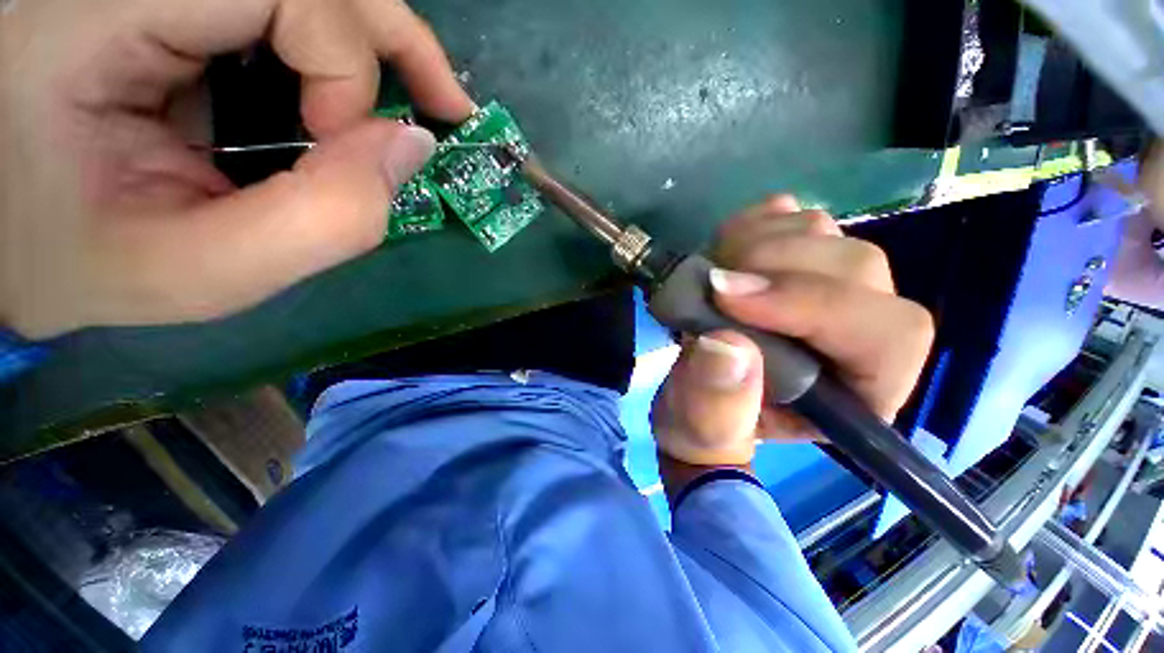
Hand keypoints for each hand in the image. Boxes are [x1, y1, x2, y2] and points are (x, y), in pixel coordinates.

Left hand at [0, 0, 473, 337]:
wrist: (6, 228)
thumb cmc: (78, 260)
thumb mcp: (196, 272)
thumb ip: (323, 219)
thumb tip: (413, 149)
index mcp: (109, 17)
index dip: (341, 74)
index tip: (337, 150)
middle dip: (395, 42)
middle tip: (447, 107)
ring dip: (375, 47)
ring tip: (417, 105)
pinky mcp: (166, 6)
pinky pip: (281, 12)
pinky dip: (334, 53)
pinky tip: (346, 99)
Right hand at [651, 195, 933, 466]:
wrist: (697, 393)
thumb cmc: (708, 423)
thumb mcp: (703, 432)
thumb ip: (716, 407)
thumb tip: (725, 344)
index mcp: (859, 392)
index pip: (887, 336)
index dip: (810, 305)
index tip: (727, 299)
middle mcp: (861, 333)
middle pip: (855, 267)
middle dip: (772, 266)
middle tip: (709, 284)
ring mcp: (829, 286)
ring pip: (823, 233)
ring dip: (755, 243)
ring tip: (709, 275)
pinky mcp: (797, 260)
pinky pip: (792, 216)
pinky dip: (752, 224)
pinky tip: (724, 252)